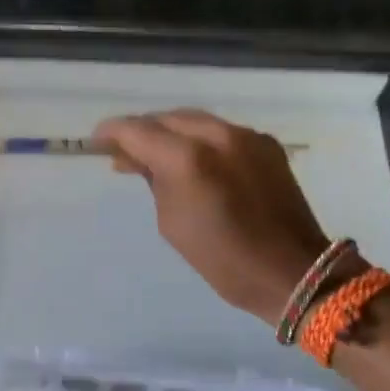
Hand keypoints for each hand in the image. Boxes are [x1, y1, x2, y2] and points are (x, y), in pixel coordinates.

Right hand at [92, 110, 329, 325]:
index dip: (112, 132)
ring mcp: (245, 136)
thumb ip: (153, 181)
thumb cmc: (223, 259)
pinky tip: (196, 160)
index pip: (137, 130)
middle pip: (166, 119)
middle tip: (125, 152)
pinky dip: (201, 140)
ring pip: (195, 121)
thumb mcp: (172, 223)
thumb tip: (139, 159)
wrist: (292, 271)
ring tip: (157, 154)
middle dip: (143, 131)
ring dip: (172, 133)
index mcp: (187, 159)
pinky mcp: (265, 143)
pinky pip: (222, 131)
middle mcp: (216, 135)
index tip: (97, 142)